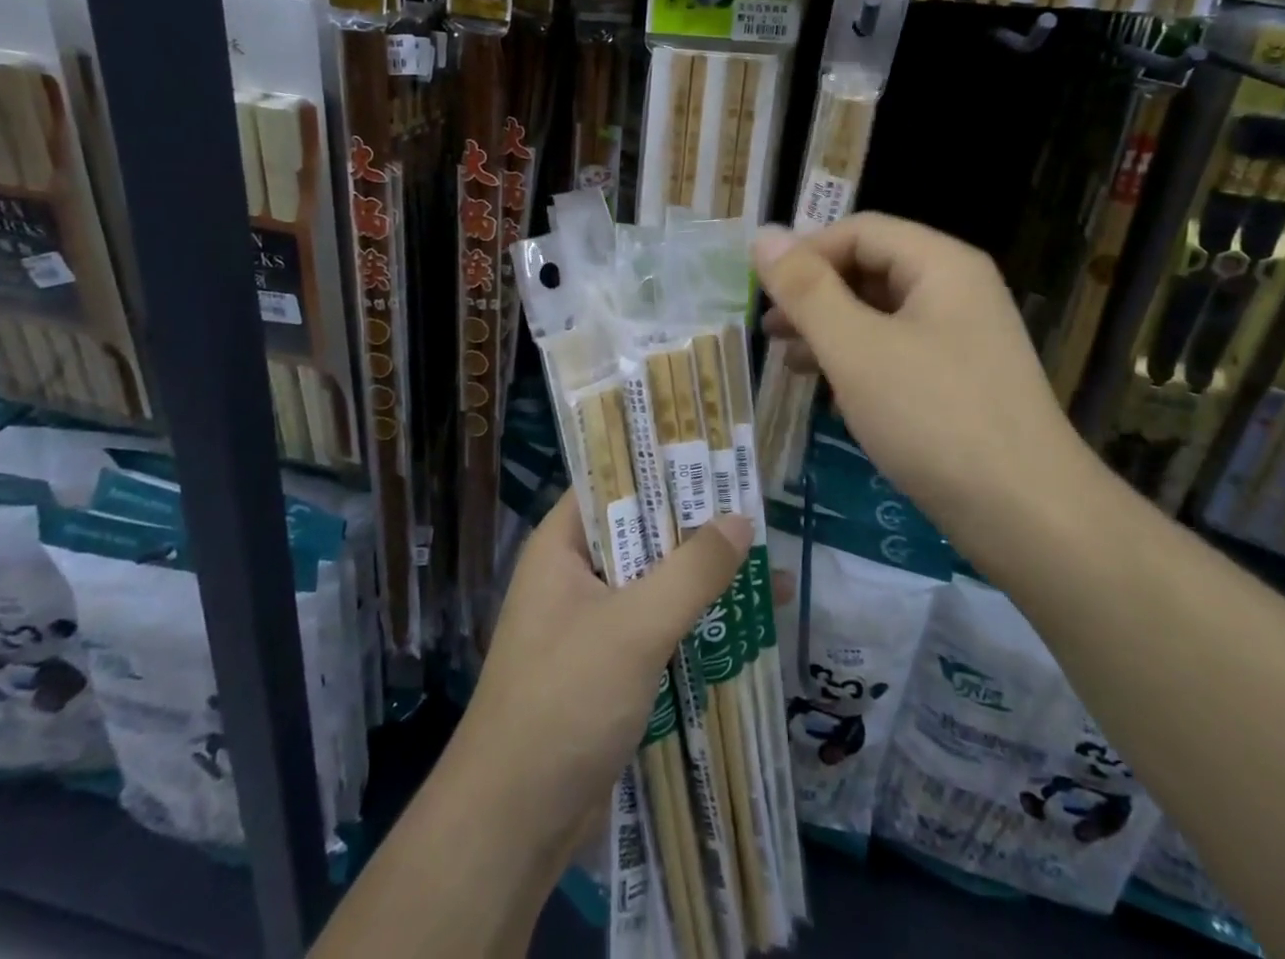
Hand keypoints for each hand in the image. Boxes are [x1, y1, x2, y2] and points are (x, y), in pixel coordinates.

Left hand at [447, 490, 751, 876]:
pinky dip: (696, 623)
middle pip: (643, 533)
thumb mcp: (634, 627)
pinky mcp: (608, 667)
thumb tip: (741, 519)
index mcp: (562, 546)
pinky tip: (746, 629)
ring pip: (656, 583)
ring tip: (771, 573)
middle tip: (760, 514)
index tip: (718, 459)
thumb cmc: (565, 702)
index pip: (614, 482)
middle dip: (699, 529)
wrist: (513, 825)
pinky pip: (657, 627)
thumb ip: (691, 571)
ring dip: (705, 580)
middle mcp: (574, 574)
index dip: (664, 466)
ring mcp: (591, 623)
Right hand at [754, 213, 1084, 527]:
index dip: (806, 253)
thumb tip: (763, 236)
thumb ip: (806, 290)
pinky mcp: (960, 380)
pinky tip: (830, 392)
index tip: (763, 292)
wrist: (1028, 516)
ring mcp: (963, 337)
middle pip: (871, 268)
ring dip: (830, 330)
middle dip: (814, 295)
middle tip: (769, 329)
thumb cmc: (934, 417)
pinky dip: (858, 361)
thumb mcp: (856, 348)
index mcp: (941, 264)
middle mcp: (957, 289)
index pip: (860, 230)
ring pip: (881, 313)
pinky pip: (898, 351)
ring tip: (788, 362)